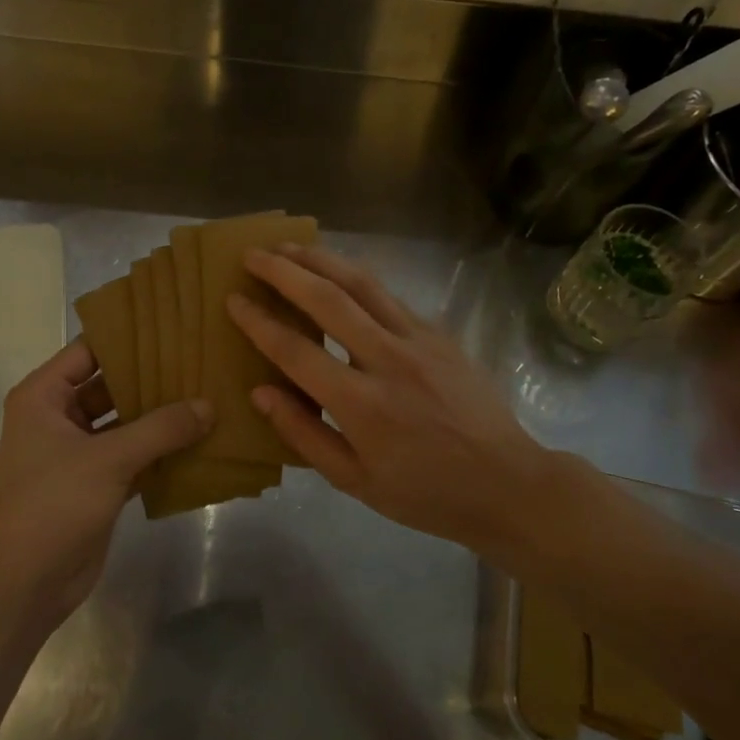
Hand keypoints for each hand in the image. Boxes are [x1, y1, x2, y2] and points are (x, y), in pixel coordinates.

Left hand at [0, 340, 209, 621]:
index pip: (90, 350)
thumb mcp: (109, 458)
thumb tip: (209, 405)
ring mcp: (78, 453)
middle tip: (200, 361)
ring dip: (161, 416)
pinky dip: (161, 451)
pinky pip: (134, 456)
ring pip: (125, 422)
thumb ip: (161, 429)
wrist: (24, 582)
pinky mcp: (97, 484)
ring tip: (208, 395)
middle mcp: (59, 417)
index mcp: (45, 396)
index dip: (129, 337)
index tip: (173, 327)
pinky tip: (200, 441)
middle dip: (153, 377)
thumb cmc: (54, 503)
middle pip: (111, 385)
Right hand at [226, 244, 559, 560]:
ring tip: (289, 246)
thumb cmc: (424, 493)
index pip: (296, 351)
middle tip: (253, 254)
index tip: (233, 300)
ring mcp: (419, 340)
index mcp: (361, 405)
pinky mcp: (440, 333)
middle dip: (285, 271)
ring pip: (362, 284)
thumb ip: (304, 435)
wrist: (506, 482)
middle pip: (328, 299)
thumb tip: (261, 393)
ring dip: (321, 260)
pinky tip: (339, 272)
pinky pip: (389, 295)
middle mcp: (388, 360)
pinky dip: (356, 277)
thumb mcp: (355, 481)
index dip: (259, 322)